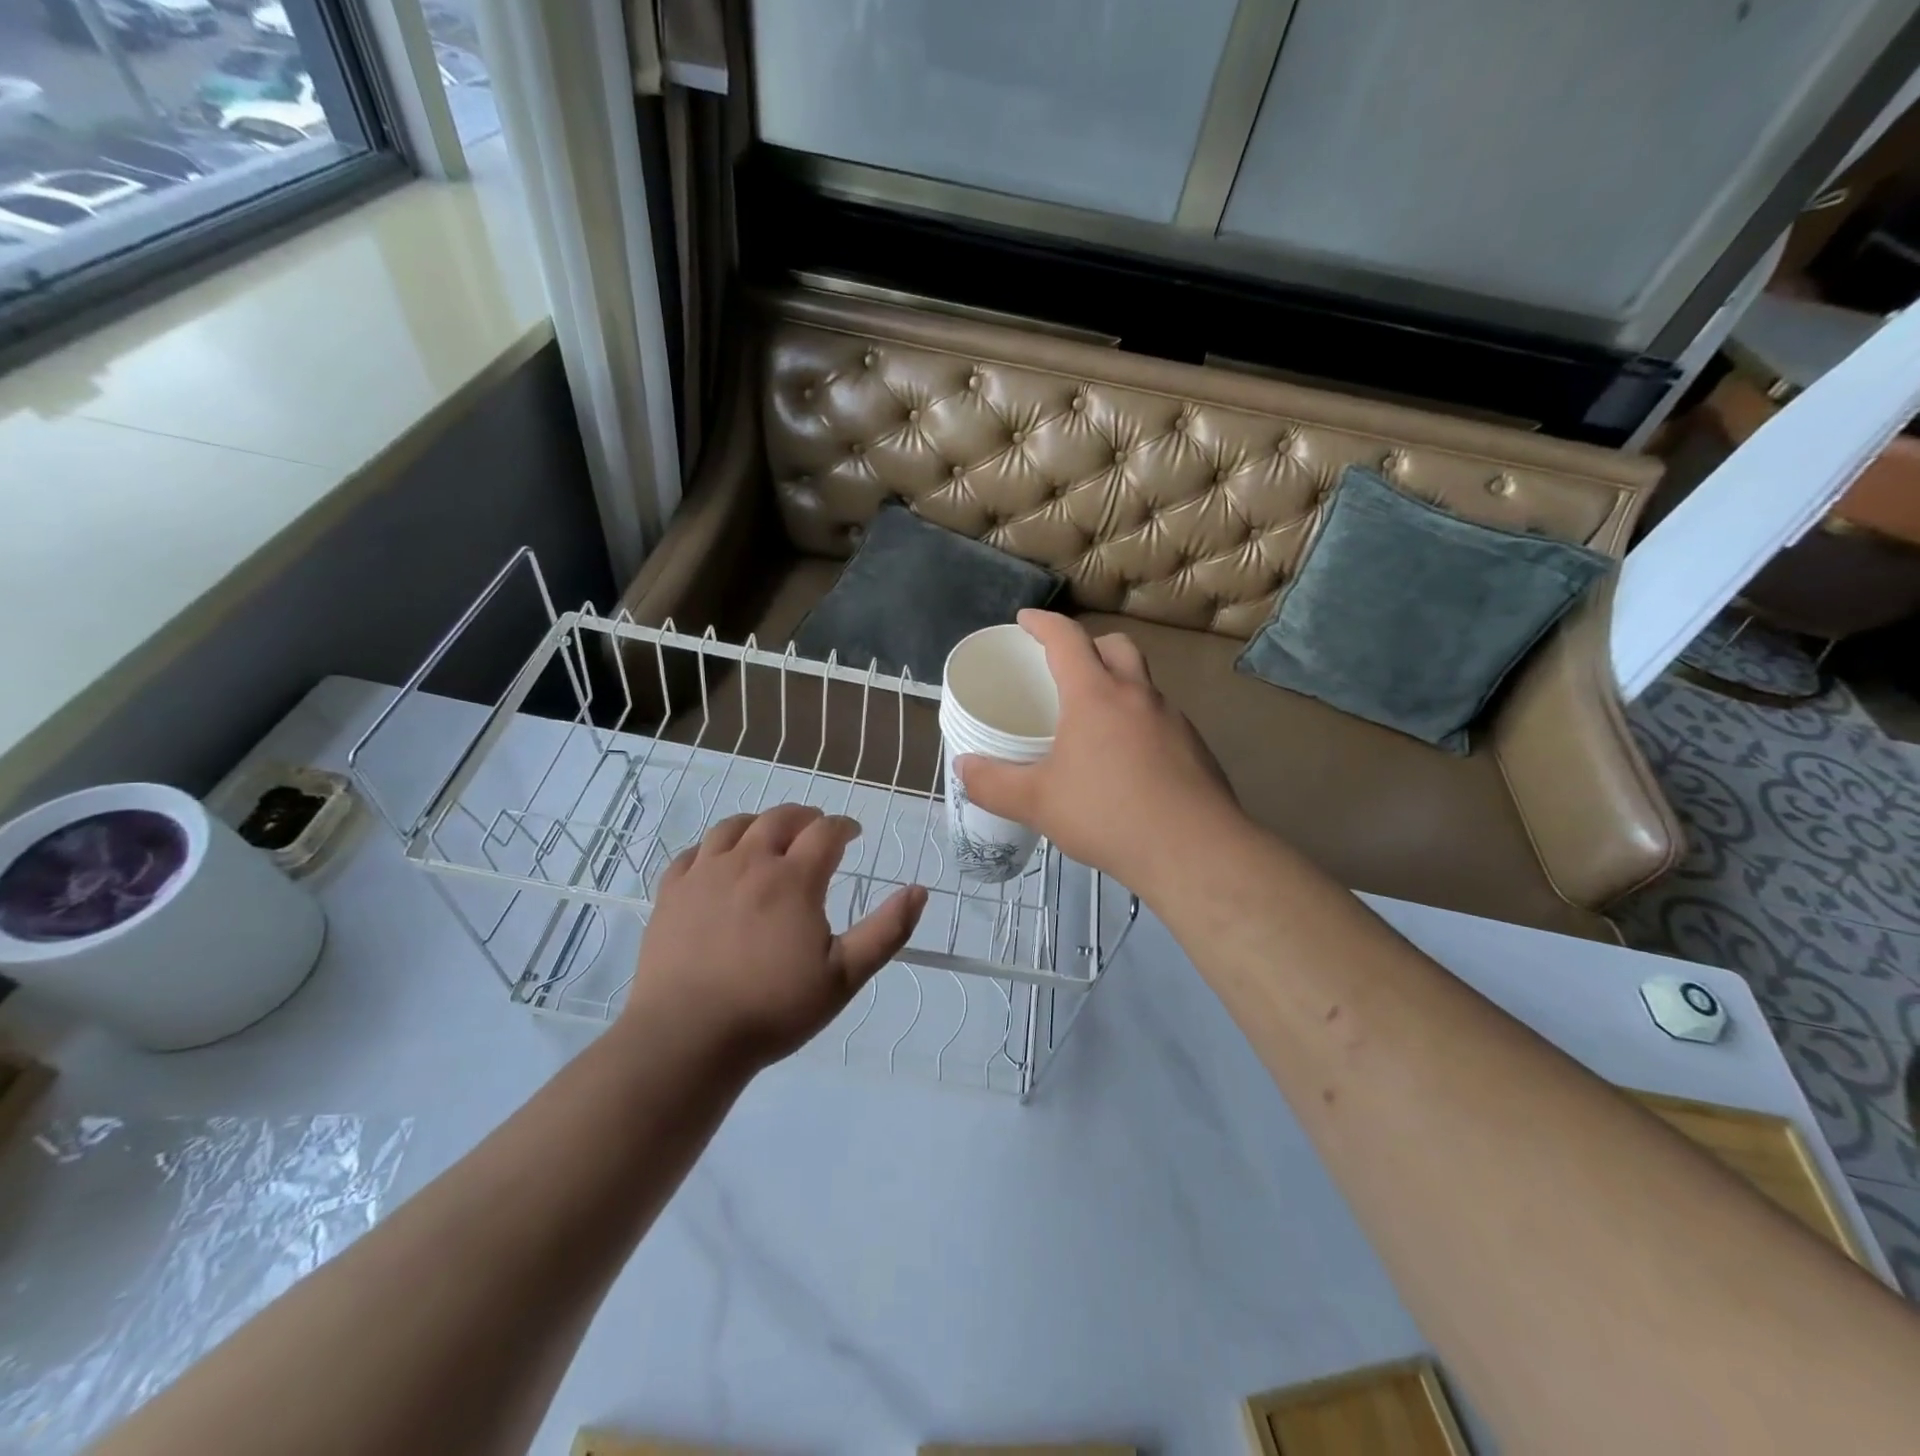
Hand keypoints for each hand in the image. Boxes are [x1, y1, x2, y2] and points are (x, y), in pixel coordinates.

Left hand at [625, 804, 926, 1068]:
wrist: (687, 1037)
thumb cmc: (773, 1008)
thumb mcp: (844, 977)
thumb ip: (886, 931)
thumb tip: (919, 891)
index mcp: (793, 879)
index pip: (826, 831)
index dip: (844, 827)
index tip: (853, 835)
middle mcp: (749, 862)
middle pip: (780, 818)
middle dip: (806, 818)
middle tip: (816, 830)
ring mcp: (704, 873)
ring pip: (734, 826)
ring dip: (760, 823)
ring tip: (770, 837)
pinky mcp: (671, 891)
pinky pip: (694, 852)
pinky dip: (715, 847)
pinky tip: (720, 863)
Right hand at [957, 610, 1240, 893]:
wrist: (1194, 851)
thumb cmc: (1107, 815)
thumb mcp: (1037, 803)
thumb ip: (993, 784)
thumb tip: (963, 768)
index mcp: (1096, 695)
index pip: (1067, 639)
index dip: (1042, 623)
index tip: (1024, 620)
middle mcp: (1138, 696)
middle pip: (1116, 646)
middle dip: (1089, 645)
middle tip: (1066, 666)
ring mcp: (1174, 721)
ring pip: (1143, 684)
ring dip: (1118, 686)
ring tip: (1094, 722)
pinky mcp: (1196, 749)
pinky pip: (1161, 720)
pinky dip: (1139, 724)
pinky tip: (1128, 764)